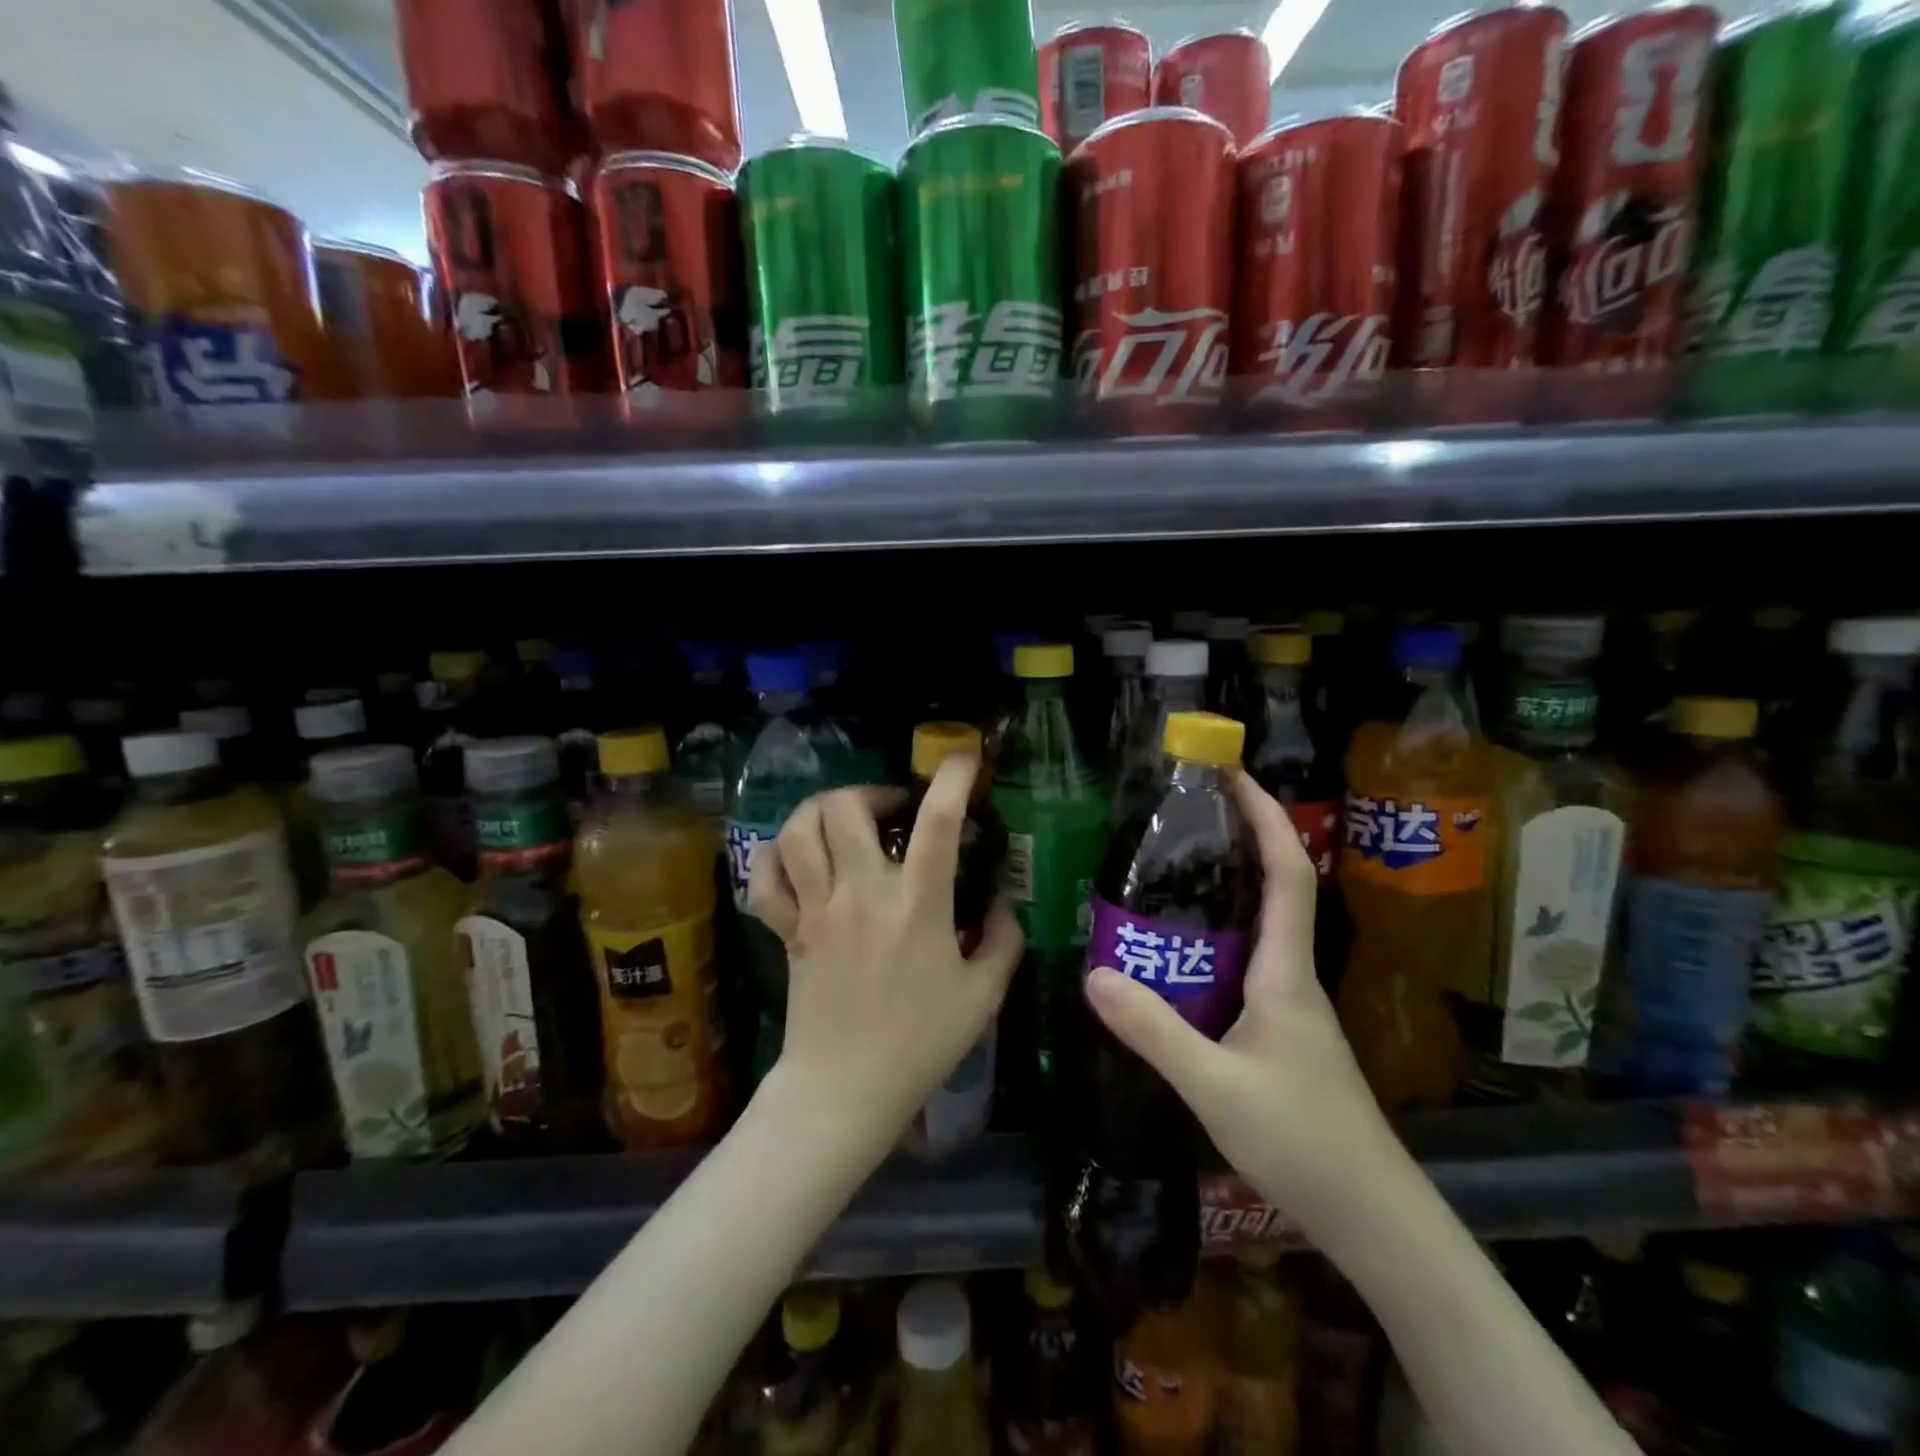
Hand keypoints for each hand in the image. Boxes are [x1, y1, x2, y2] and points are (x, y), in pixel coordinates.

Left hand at [746, 756, 1023, 1149]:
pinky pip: (765, 876)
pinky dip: (776, 855)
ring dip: (822, 810)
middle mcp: (861, 893)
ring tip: (845, 821)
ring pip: (798, 830)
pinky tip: (798, 857)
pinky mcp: (787, 929)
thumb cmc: (921, 1043)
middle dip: (872, 791)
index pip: (936, 822)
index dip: (953, 778)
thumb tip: (1002, 901)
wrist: (845, 1089)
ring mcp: (817, 908)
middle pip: (846, 807)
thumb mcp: (983, 995)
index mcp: (917, 904)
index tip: (964, 759)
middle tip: (893, 811)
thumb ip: (1002, 939)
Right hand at [1083, 771, 1403, 1235]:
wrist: (1371, 1214)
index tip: (1234, 776)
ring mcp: (1289, 1003)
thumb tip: (1094, 973)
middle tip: (1185, 813)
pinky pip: (1245, 962)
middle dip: (1241, 839)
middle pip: (1275, 887)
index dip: (1266, 818)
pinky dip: (1215, 939)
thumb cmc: (1303, 1140)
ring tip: (1169, 871)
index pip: (1287, 873)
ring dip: (1226, 888)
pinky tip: (1178, 954)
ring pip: (1259, 926)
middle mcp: (1292, 974)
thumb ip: (1154, 1030)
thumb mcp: (1215, 1085)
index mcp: (1285, 971)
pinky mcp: (1280, 1029)